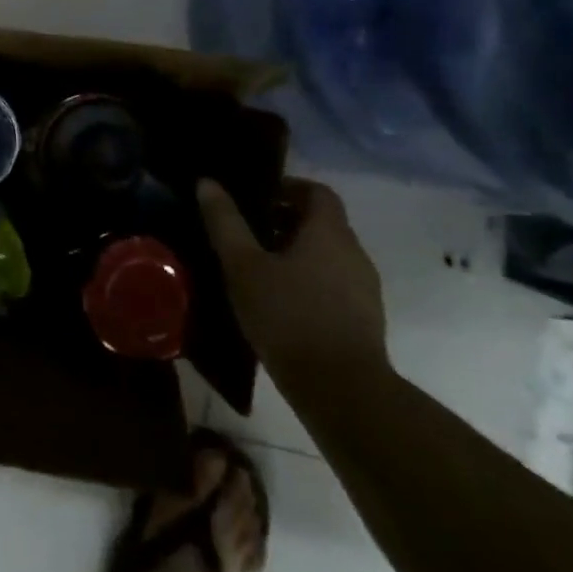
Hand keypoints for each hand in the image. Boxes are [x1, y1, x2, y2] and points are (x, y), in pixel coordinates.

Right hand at [196, 176, 389, 393]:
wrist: (341, 389)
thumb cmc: (287, 315)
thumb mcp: (243, 266)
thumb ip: (225, 223)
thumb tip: (207, 182)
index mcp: (329, 232)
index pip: (317, 192)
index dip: (288, 187)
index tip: (257, 197)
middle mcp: (354, 252)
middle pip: (323, 223)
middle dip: (286, 221)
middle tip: (248, 232)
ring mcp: (364, 288)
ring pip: (329, 255)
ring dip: (298, 253)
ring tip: (259, 268)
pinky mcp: (365, 318)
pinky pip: (335, 283)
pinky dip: (310, 280)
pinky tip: (281, 302)